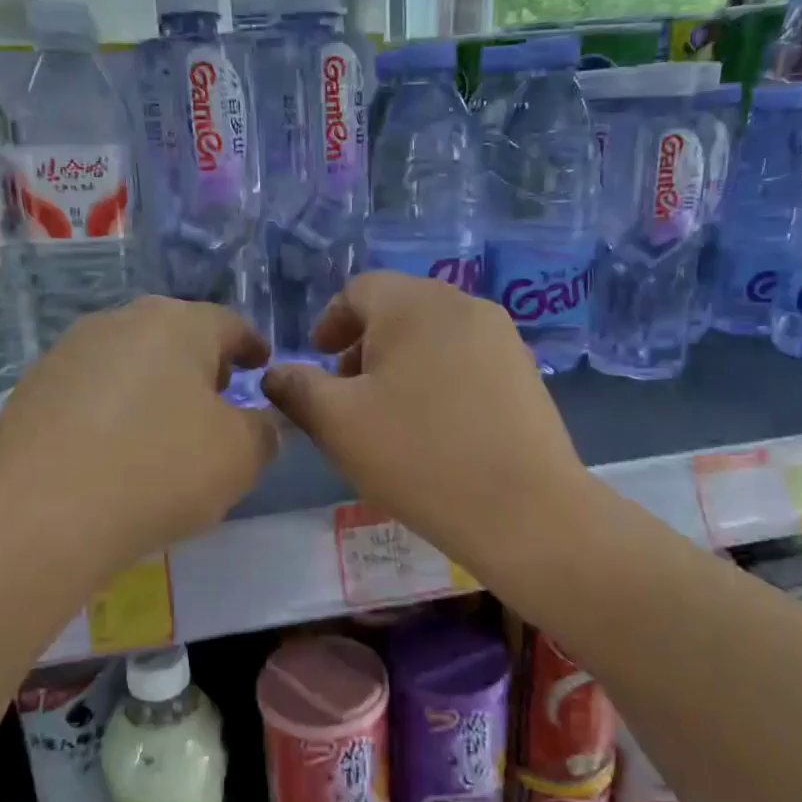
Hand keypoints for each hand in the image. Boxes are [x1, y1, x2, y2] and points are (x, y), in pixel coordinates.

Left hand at [0, 297, 278, 581]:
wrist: (40, 517)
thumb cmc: (159, 471)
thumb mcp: (239, 457)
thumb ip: (264, 431)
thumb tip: (262, 423)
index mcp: (177, 325)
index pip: (228, 323)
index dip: (251, 345)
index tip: (261, 365)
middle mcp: (120, 322)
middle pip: (174, 334)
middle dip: (201, 362)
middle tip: (216, 396)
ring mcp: (67, 352)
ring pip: (128, 358)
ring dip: (154, 383)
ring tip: (164, 426)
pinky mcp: (31, 389)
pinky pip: (90, 389)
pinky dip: (112, 407)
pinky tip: (114, 448)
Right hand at [263, 273, 590, 576]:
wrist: (525, 511)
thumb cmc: (419, 456)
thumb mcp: (337, 423)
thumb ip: (296, 388)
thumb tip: (276, 373)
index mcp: (415, 303)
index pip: (359, 290)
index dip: (330, 323)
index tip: (318, 361)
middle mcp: (463, 305)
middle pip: (398, 311)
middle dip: (364, 347)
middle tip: (347, 394)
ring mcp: (503, 338)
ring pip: (433, 337)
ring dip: (400, 365)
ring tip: (389, 416)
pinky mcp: (525, 373)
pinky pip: (466, 361)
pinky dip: (437, 380)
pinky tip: (435, 428)